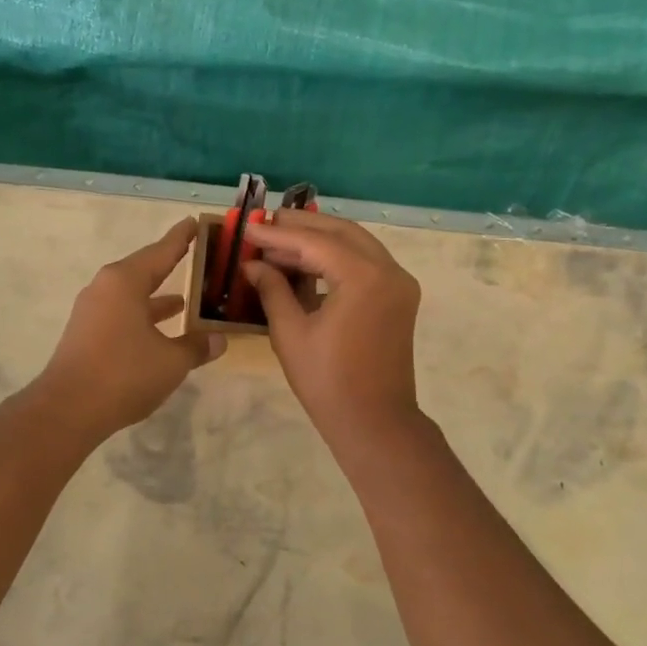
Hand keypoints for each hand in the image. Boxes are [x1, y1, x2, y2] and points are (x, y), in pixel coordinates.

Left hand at [35, 219, 226, 438]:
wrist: (68, 409)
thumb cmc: (124, 374)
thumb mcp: (171, 361)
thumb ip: (196, 346)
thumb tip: (218, 340)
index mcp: (125, 281)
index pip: (161, 251)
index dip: (181, 238)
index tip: (195, 222)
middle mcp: (105, 288)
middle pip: (144, 270)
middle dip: (170, 267)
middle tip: (195, 257)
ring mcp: (92, 311)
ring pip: (132, 295)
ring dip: (157, 298)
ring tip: (185, 300)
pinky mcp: (86, 333)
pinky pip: (122, 314)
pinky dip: (143, 317)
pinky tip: (159, 331)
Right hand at [243, 213, 422, 449]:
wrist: (375, 423)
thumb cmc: (327, 381)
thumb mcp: (290, 333)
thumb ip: (273, 290)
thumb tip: (252, 264)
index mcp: (364, 277)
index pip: (315, 242)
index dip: (277, 235)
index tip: (248, 229)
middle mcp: (389, 270)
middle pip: (341, 232)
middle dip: (302, 225)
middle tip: (265, 222)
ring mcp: (399, 283)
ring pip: (356, 244)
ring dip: (320, 239)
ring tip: (280, 240)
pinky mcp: (399, 297)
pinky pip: (366, 263)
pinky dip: (337, 257)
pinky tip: (307, 263)